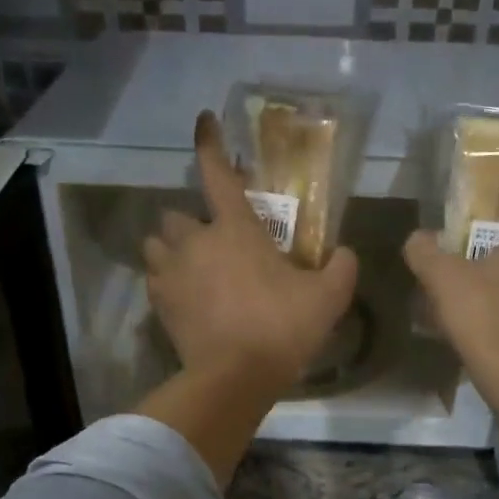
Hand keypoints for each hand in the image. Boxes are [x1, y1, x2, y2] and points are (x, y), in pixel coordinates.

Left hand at [144, 111, 358, 395]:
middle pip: (176, 214)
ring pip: (156, 245)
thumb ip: (341, 268)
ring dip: (170, 249)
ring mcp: (172, 273)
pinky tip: (183, 296)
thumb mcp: (328, 298)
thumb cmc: (281, 328)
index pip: (217, 173)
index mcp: (235, 229)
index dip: (209, 143)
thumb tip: (344, 254)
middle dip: (190, 222)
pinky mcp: (159, 304)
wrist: (235, 378)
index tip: (203, 120)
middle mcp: (195, 241)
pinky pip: (154, 280)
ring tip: (190, 266)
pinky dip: (165, 281)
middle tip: (212, 240)